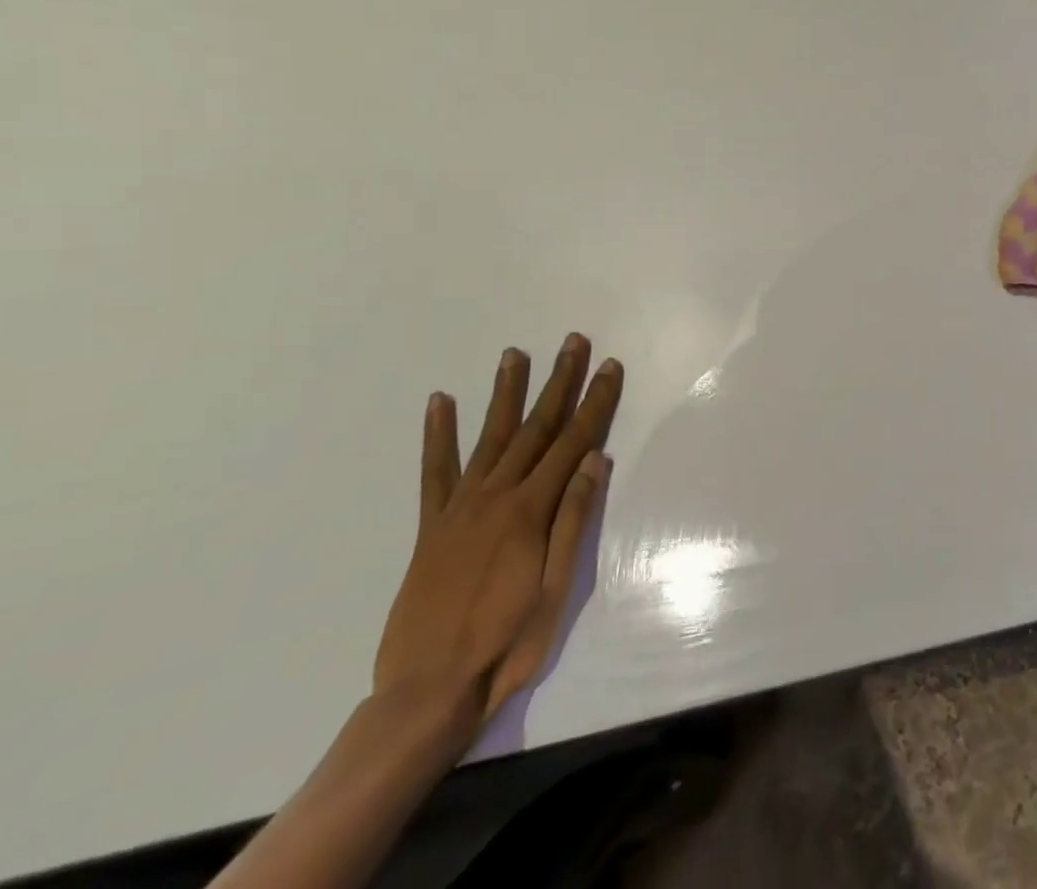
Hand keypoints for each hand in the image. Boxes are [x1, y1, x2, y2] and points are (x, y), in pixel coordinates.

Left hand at [374, 333, 621, 729]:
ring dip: (505, 393)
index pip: (574, 442)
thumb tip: (596, 459)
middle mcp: (495, 497)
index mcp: (530, 511)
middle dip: (558, 382)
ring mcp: (459, 508)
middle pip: (535, 427)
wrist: (426, 694)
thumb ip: (573, 520)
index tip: (610, 367)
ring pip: (490, 437)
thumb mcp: (555, 589)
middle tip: (572, 342)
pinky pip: (434, 471)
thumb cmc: (507, 645)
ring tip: (514, 354)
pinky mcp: (431, 526)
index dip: (595, 402)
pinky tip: (440, 402)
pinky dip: (437, 435)